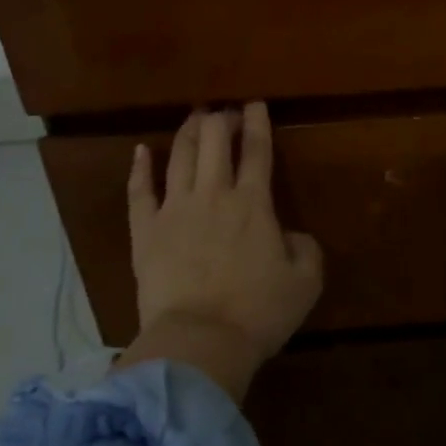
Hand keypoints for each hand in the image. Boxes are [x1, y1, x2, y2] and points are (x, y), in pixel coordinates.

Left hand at [121, 103, 322, 398]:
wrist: (200, 341)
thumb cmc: (257, 312)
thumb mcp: (305, 283)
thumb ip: (305, 249)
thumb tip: (292, 235)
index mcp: (254, 203)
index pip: (257, 150)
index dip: (257, 122)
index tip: (255, 103)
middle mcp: (214, 194)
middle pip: (215, 141)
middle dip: (221, 119)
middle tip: (225, 112)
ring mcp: (175, 210)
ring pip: (180, 156)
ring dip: (189, 132)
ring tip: (194, 118)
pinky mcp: (145, 231)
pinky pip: (139, 192)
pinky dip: (140, 168)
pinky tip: (142, 150)